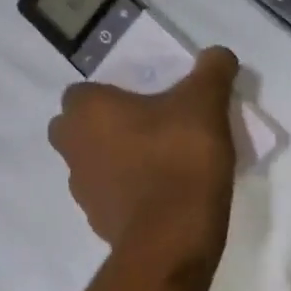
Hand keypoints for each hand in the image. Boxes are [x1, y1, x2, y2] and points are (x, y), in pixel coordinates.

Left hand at [48, 47, 239, 261]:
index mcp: (86, 112)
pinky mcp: (99, 223)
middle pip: (78, 128)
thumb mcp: (205, 102)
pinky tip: (163, 192)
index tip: (144, 98)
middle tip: (148, 125)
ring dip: (117, 159)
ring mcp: (82, 190)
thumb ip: (212, 70)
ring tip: (161, 160)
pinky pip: (111, 196)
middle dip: (104, 126)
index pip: (82, 91)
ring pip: (93, 163)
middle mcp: (72, 148)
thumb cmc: (179, 156)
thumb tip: (218, 54)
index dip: (110, 92)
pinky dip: (129, 192)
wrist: (173, 237)